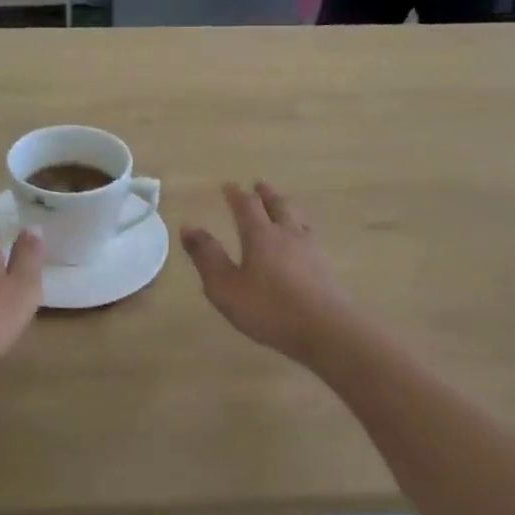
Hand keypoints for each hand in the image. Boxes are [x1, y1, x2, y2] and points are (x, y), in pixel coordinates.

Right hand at [181, 182, 356, 366]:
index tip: (228, 186)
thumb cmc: (268, 308)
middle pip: (278, 205)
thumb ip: (207, 256)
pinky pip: (310, 237)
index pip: (246, 206)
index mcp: (260, 235)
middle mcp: (287, 235)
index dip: (235, 195)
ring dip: (286, 207)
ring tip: (283, 205)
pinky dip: (301, 228)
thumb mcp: (225, 286)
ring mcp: (310, 250)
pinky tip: (303, 240)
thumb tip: (188, 226)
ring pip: (297, 218)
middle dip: (266, 194)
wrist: (326, 329)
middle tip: (259, 185)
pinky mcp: (325, 268)